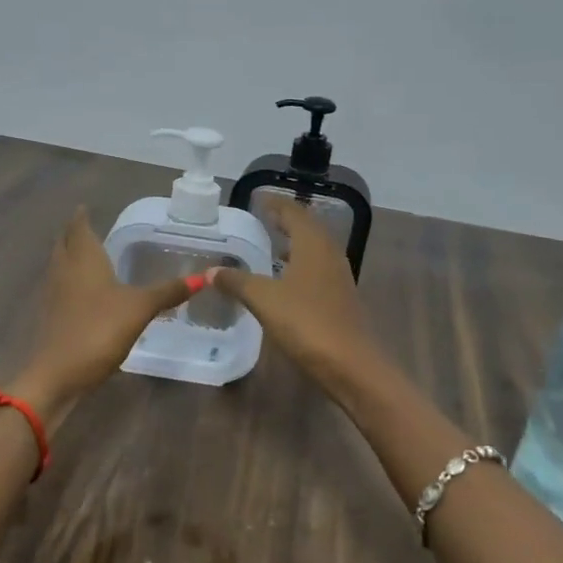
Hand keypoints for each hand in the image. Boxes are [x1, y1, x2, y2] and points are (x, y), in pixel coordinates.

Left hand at [17, 208, 195, 411]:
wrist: (59, 374)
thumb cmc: (99, 330)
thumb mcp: (140, 309)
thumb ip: (168, 292)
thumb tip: (204, 277)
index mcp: (83, 260)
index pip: (79, 229)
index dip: (81, 218)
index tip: (84, 207)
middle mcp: (65, 272)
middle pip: (64, 245)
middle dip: (73, 234)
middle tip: (85, 227)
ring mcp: (55, 296)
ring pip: (60, 266)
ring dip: (70, 257)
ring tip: (86, 254)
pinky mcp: (53, 318)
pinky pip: (61, 289)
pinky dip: (71, 282)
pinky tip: (85, 292)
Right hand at [209, 201, 382, 396]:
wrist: (350, 364)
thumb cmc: (306, 323)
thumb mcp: (264, 299)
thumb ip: (237, 282)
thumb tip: (212, 270)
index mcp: (313, 244)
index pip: (294, 213)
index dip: (276, 204)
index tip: (258, 198)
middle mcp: (329, 254)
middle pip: (308, 228)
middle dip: (287, 220)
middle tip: (264, 218)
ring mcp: (338, 277)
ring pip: (315, 249)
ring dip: (295, 243)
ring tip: (273, 244)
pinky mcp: (340, 298)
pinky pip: (317, 269)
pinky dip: (300, 264)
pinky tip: (286, 279)